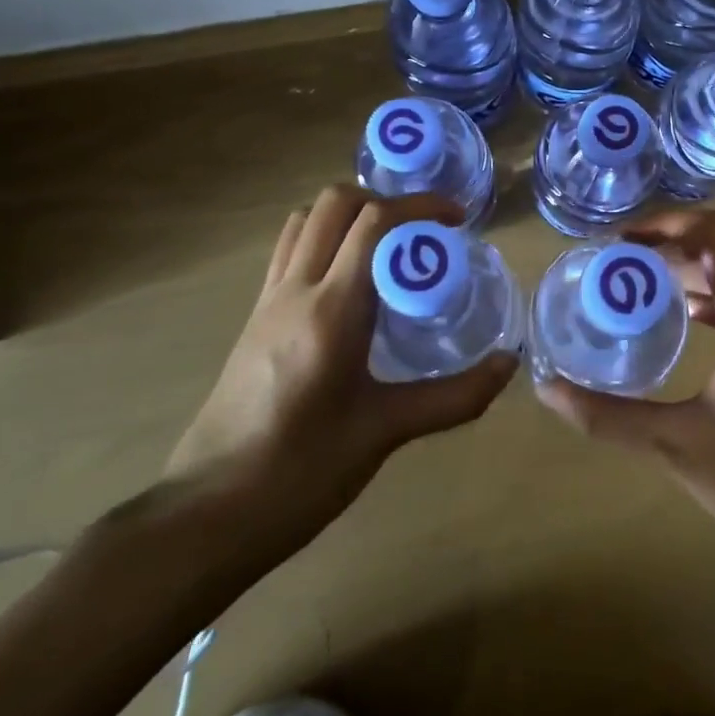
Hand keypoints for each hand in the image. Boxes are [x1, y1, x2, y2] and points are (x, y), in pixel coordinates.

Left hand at [166, 184, 516, 565]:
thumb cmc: (301, 472)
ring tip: (388, 245)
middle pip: (334, 204)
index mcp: (331, 310)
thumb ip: (455, 396)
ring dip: (349, 214)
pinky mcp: (253, 319)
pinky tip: (351, 281)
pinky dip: (324, 239)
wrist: (205, 516)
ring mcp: (267, 301)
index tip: (457, 217)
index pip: (374, 222)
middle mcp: (295, 290)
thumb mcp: (386, 432)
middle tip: (423, 230)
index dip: (420, 205)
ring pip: (304, 221)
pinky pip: (290, 252)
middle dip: (385, 200)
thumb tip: (509, 365)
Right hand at [535, 207, 714, 576]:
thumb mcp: (676, 446)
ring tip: (641, 283)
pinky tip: (681, 316)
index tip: (621, 243)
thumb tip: (548, 389)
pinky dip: (714, 289)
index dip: (668, 224)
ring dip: (693, 263)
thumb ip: (608, 416)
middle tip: (622, 260)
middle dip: (674, 239)